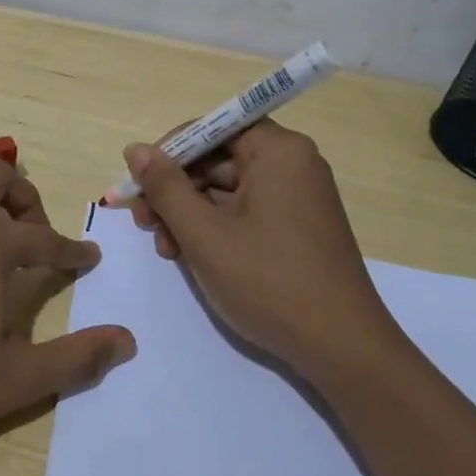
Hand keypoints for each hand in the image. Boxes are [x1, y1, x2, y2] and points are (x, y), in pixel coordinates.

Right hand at [123, 121, 396, 378]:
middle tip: (142, 223)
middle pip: (218, 160)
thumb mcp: (204, 233)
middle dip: (175, 190)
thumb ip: (165, 187)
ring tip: (165, 250)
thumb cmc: (268, 282)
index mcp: (279, 152)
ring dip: (188, 214)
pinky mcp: (296, 228)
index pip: (213, 128)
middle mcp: (293, 165)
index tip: (138, 184)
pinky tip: (190, 257)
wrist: (340, 347)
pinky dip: (214, 229)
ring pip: (226, 190)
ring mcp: (297, 198)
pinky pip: (245, 213)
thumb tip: (135, 150)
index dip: (169, 152)